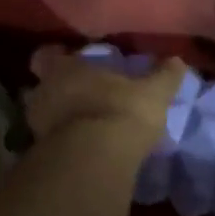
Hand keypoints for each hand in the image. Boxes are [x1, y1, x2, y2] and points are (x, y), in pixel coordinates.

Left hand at [24, 47, 185, 146]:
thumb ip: (164, 76)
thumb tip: (178, 60)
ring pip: (42, 115)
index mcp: (65, 68)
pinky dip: (62, 142)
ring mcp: (37, 125)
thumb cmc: (122, 111)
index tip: (72, 61)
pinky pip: (50, 142)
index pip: (47, 55)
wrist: (96, 160)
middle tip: (82, 94)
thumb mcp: (153, 92)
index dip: (58, 57)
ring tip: (83, 124)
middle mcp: (43, 92)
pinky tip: (83, 147)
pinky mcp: (41, 154)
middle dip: (58, 89)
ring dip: (58, 118)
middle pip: (42, 86)